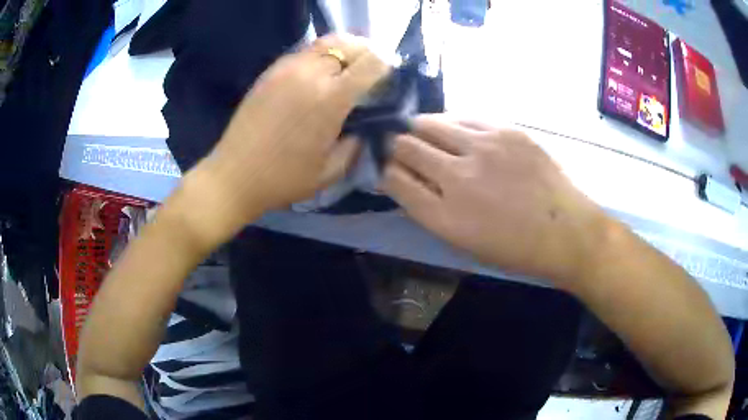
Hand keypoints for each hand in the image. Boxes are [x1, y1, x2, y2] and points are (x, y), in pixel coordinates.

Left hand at [201, 34, 389, 222]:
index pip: (372, 62)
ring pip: (326, 42)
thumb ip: (355, 145)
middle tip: (367, 73)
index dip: (386, 67)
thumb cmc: (283, 179)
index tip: (385, 81)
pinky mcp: (270, 72)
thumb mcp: (330, 172)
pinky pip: (303, 52)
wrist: (233, 176)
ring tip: (343, 70)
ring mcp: (287, 69)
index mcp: (331, 99)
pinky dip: (319, 57)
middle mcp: (310, 74)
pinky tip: (315, 77)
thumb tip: (363, 127)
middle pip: (350, 44)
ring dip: (342, 52)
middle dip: (366, 55)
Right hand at [382, 115, 608, 285]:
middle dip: (395, 146)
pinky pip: (463, 116)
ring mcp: (483, 147)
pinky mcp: (506, 130)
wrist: (566, 231)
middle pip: (405, 146)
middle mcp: (457, 177)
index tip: (387, 168)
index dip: (384, 170)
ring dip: (419, 128)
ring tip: (424, 133)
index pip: (393, 180)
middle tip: (401, 147)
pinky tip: (456, 130)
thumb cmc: (515, 248)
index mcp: (445, 216)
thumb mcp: (464, 243)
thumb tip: (405, 181)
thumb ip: (430, 211)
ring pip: (430, 122)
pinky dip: (451, 123)